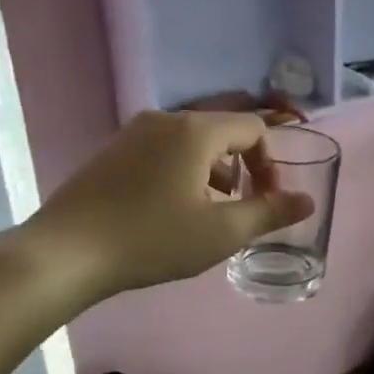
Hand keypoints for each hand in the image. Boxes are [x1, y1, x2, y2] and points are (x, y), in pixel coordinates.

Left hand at [11, 110, 313, 312]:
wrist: (66, 253)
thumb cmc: (152, 240)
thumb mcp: (222, 232)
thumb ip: (270, 213)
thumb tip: (307, 201)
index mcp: (196, 131)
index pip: (253, 128)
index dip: (270, 163)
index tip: (267, 200)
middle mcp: (164, 120)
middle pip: (221, 132)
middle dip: (242, 168)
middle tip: (241, 208)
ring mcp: (132, 134)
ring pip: (190, 143)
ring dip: (212, 173)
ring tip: (207, 214)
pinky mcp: (111, 152)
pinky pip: (162, 152)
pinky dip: (181, 173)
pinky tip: (169, 212)